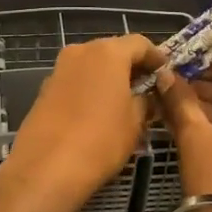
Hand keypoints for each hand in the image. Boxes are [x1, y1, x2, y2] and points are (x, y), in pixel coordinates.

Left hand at [0, 34, 163, 210]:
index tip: (167, 75)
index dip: (157, 58)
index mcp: (107, 52)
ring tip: (125, 103)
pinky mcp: (44, 89)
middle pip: (113, 51)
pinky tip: (98, 112)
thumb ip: (145, 101)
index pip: (140, 44)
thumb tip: (146, 96)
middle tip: (148, 89)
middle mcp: (80, 51)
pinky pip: (76, 81)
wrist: (46, 168)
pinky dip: (90, 89)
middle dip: (131, 67)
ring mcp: (59, 69)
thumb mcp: (135, 122)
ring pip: (92, 66)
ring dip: (109, 78)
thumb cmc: (101, 140)